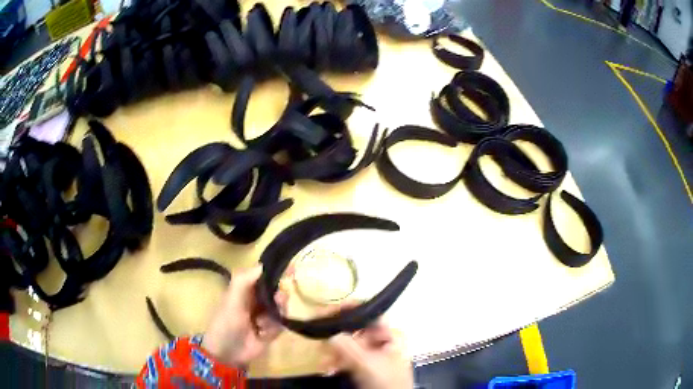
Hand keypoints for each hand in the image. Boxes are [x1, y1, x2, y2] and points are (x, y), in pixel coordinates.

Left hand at [202, 266, 286, 367]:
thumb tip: (264, 264)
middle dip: (280, 295)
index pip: (264, 275)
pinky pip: (282, 324)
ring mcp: (265, 315)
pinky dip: (275, 328)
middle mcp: (257, 300)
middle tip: (278, 300)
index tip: (293, 267)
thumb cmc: (226, 323)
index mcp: (245, 289)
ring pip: (282, 307)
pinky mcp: (272, 330)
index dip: (276, 271)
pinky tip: (263, 334)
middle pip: (277, 291)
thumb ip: (244, 280)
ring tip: (264, 323)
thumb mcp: (232, 300)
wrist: (227, 353)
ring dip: (276, 314)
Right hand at [325, 314, 412, 388]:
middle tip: (319, 338)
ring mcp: (372, 355)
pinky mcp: (363, 368)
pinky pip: (346, 359)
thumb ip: (349, 347)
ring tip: (323, 361)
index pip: (369, 313)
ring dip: (333, 351)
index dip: (349, 309)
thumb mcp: (368, 364)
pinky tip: (327, 368)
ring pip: (348, 345)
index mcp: (389, 335)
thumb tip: (330, 334)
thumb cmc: (387, 381)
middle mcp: (381, 342)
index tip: (327, 312)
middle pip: (355, 329)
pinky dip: (336, 362)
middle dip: (336, 335)